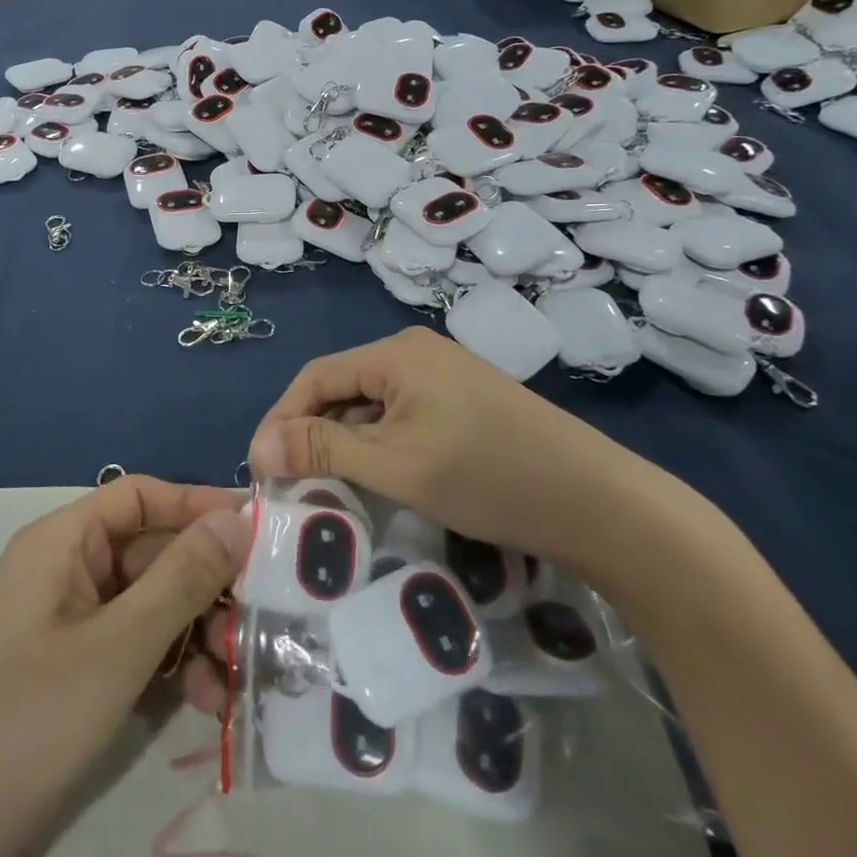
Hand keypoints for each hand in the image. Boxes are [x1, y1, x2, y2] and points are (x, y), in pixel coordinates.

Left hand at [0, 478, 249, 856]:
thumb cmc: (23, 721)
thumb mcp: (116, 647)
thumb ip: (181, 579)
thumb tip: (238, 518)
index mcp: (62, 543)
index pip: (141, 496)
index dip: (197, 506)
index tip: (260, 532)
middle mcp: (65, 573)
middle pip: (150, 553)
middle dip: (206, 586)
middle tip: (260, 620)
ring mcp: (68, 630)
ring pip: (149, 607)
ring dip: (195, 635)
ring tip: (233, 679)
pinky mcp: (71, 681)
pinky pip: (134, 651)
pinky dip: (170, 669)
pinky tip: (205, 705)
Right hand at [246, 327, 653, 580]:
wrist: (598, 502)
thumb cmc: (488, 476)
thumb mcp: (395, 465)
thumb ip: (323, 449)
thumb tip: (258, 448)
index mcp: (396, 353)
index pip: (316, 377)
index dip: (282, 420)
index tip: (261, 469)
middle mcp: (416, 353)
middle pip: (343, 389)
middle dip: (312, 433)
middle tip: (291, 486)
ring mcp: (445, 378)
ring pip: (373, 407)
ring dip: (345, 443)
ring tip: (328, 489)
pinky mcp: (464, 404)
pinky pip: (402, 418)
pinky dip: (380, 447)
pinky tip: (379, 481)